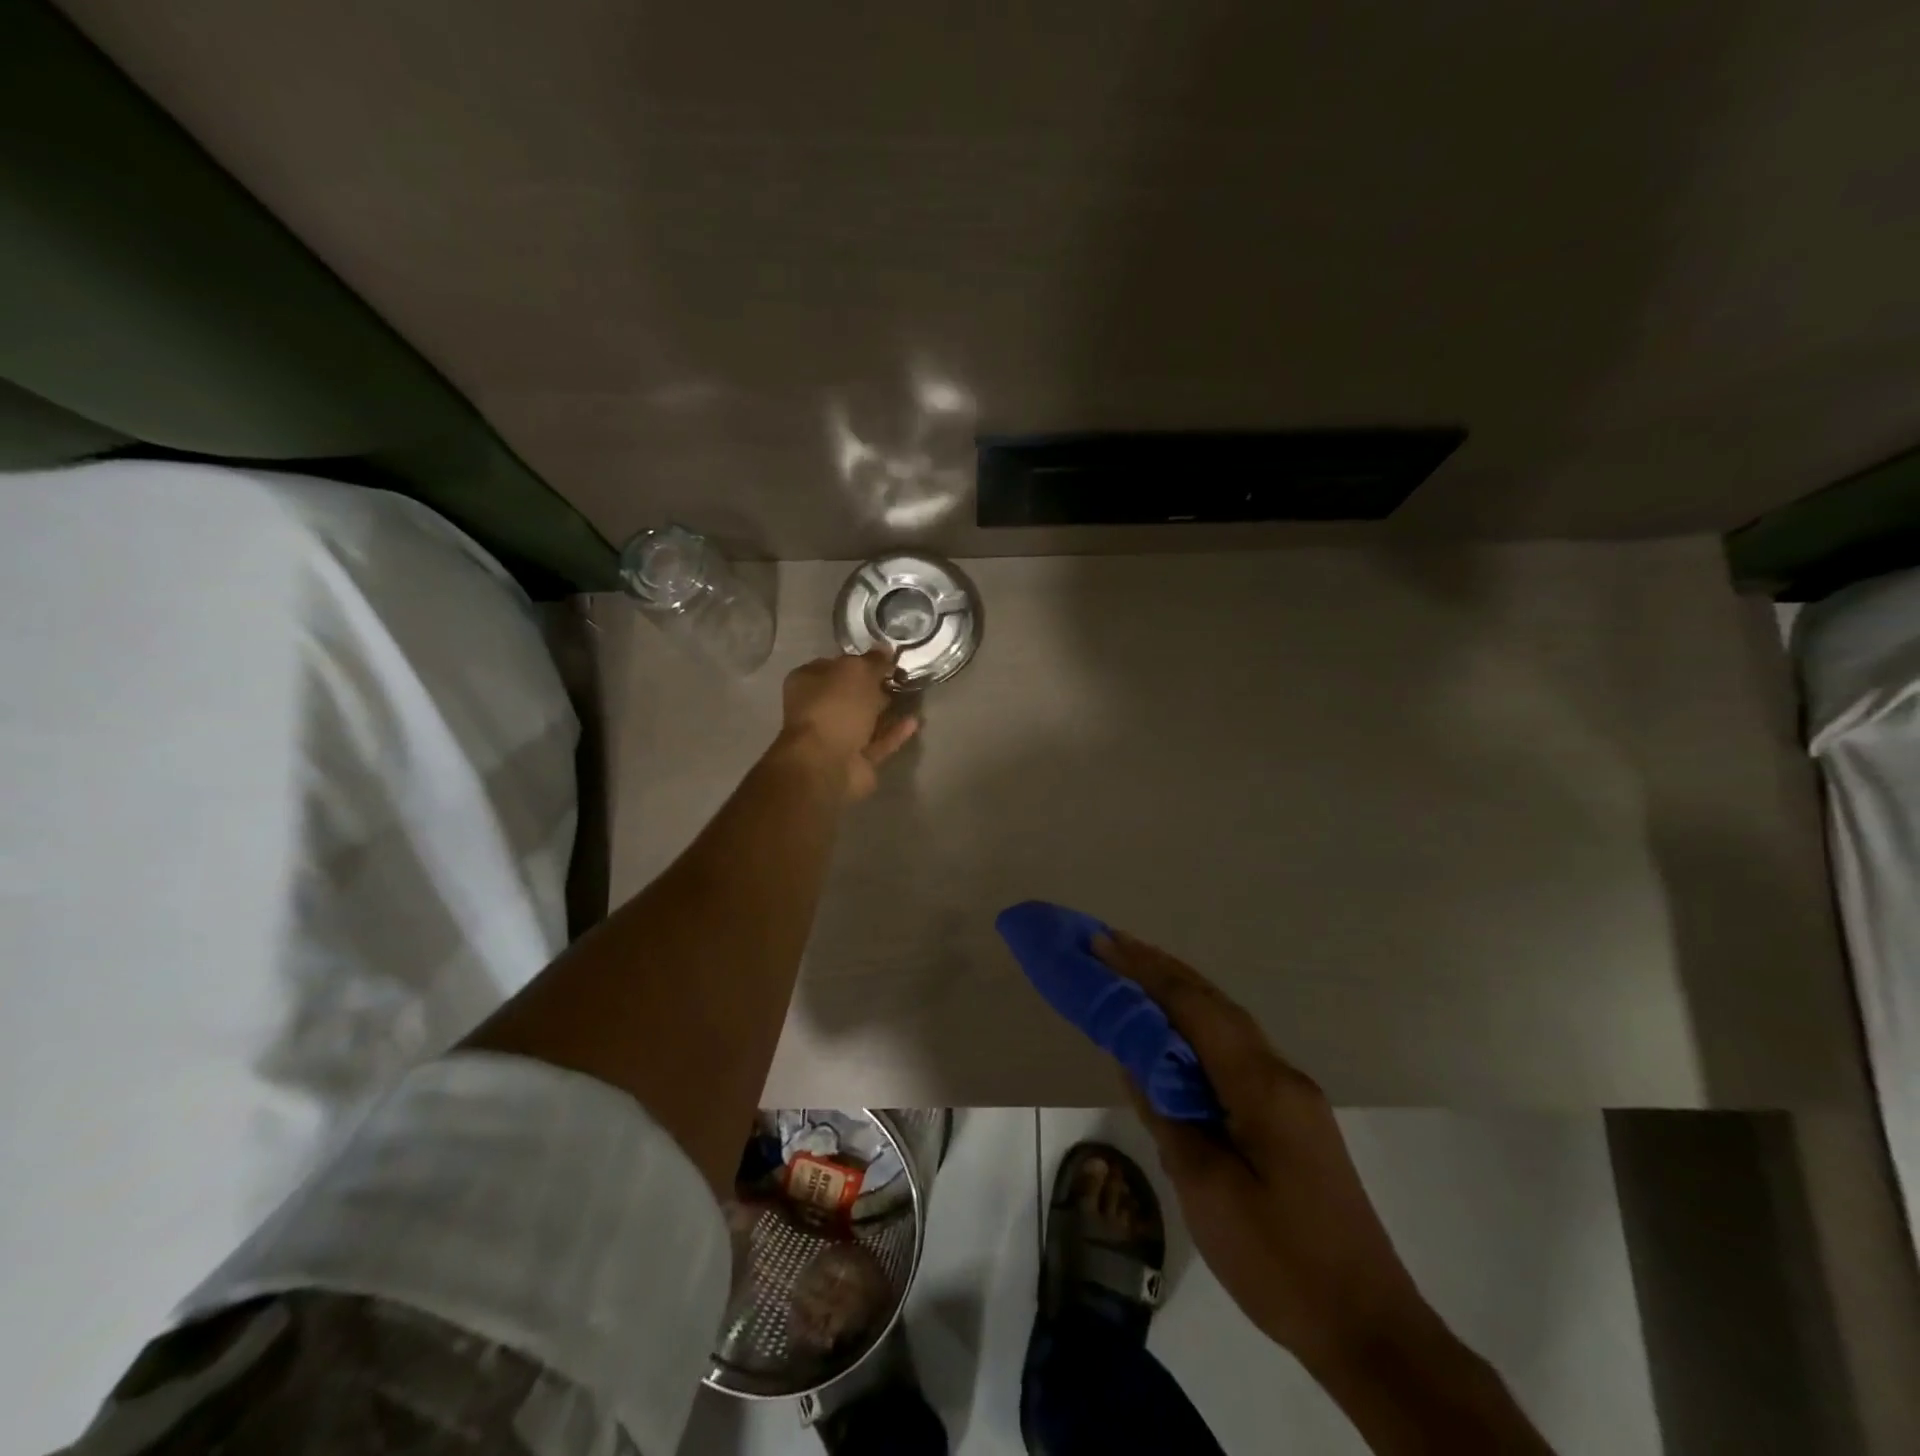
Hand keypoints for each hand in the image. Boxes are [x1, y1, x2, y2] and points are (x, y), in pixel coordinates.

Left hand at [778, 650, 919, 800]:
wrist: (827, 764)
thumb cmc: (835, 707)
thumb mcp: (857, 672)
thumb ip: (873, 661)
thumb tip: (885, 650)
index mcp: (808, 682)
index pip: (834, 665)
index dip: (859, 660)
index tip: (885, 658)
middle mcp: (818, 708)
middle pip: (850, 693)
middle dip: (873, 686)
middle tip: (900, 676)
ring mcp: (836, 737)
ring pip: (865, 719)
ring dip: (886, 709)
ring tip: (910, 695)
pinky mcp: (856, 759)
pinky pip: (879, 741)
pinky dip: (894, 732)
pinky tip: (914, 721)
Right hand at [1095, 930, 1434, 1368]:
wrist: (1369, 1328)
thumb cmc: (1279, 1262)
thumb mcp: (1206, 1189)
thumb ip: (1167, 1114)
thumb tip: (1134, 1059)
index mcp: (1260, 1085)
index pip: (1193, 1007)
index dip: (1143, 971)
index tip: (1100, 943)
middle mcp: (1280, 1073)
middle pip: (1213, 1002)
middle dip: (1159, 969)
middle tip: (1108, 945)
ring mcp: (1291, 1094)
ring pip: (1226, 1023)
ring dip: (1179, 994)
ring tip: (1132, 977)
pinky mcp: (1291, 1116)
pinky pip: (1235, 1051)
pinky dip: (1197, 1029)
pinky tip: (1173, 1039)